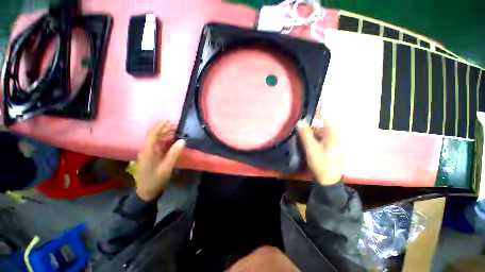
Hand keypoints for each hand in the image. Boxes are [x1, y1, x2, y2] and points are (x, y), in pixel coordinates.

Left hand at [135, 121, 185, 200]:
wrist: (146, 191)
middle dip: (164, 128)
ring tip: (175, 130)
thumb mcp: (167, 167)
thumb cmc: (156, 179)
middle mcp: (146, 149)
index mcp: (148, 151)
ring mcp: (147, 152)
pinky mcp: (150, 156)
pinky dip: (164, 140)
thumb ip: (174, 153)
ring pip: (155, 139)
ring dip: (164, 133)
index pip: (153, 134)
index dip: (161, 126)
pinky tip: (171, 140)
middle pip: (154, 135)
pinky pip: (157, 144)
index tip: (170, 120)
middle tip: (175, 125)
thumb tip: (182, 140)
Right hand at [297, 120, 342, 185]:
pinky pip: (321, 140)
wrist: (329, 179)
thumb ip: (305, 134)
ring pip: (320, 134)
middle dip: (310, 128)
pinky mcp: (331, 148)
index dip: (314, 116)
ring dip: (311, 135)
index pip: (324, 118)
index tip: (303, 118)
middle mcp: (335, 136)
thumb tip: (300, 122)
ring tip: (303, 140)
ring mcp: (334, 143)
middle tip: (300, 132)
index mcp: (332, 134)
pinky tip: (309, 145)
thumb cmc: (321, 162)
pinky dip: (314, 140)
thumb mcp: (311, 147)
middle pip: (321, 127)